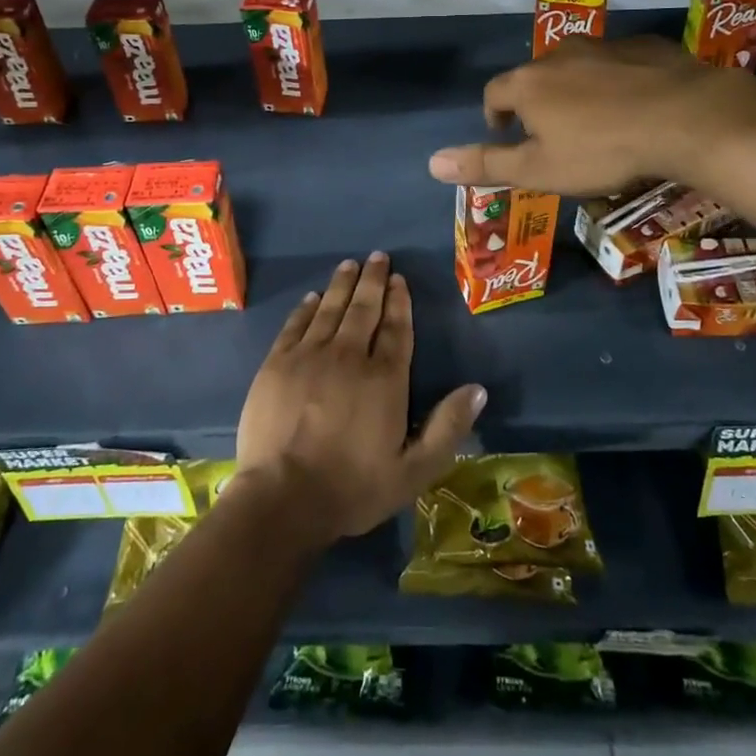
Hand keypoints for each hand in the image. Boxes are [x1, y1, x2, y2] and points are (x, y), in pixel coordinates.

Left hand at [235, 254, 485, 545]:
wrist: (283, 498)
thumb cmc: (353, 487)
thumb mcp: (413, 470)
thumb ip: (447, 428)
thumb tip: (478, 389)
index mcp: (384, 378)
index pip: (395, 329)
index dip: (399, 302)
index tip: (399, 279)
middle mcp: (348, 356)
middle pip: (363, 309)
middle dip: (373, 280)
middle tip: (377, 257)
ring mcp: (309, 356)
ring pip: (330, 309)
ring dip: (342, 285)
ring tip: (350, 264)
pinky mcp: (277, 364)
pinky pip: (295, 325)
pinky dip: (306, 307)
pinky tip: (312, 297)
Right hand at [426, 36, 755, 196]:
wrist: (686, 118)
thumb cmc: (602, 150)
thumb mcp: (539, 169)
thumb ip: (485, 165)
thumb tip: (431, 163)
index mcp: (529, 83)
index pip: (494, 93)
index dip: (494, 115)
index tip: (505, 135)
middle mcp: (560, 55)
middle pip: (534, 76)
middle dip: (536, 103)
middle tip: (553, 135)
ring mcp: (605, 45)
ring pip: (577, 67)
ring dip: (576, 90)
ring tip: (595, 122)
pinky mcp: (645, 46)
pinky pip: (618, 63)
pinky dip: (615, 81)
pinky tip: (635, 105)